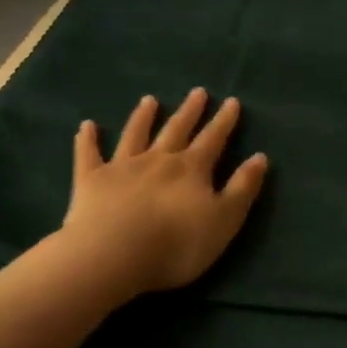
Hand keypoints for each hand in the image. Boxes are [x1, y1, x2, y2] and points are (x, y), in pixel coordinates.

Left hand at [56, 89, 268, 301]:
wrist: (112, 255)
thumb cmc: (176, 244)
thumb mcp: (224, 220)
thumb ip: (242, 188)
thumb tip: (260, 157)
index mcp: (192, 169)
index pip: (213, 139)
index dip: (224, 121)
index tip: (231, 101)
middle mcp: (158, 159)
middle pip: (177, 130)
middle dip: (189, 111)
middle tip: (197, 92)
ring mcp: (123, 167)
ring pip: (136, 135)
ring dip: (143, 117)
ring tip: (149, 100)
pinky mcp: (91, 181)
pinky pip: (88, 155)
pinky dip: (87, 140)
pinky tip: (86, 126)